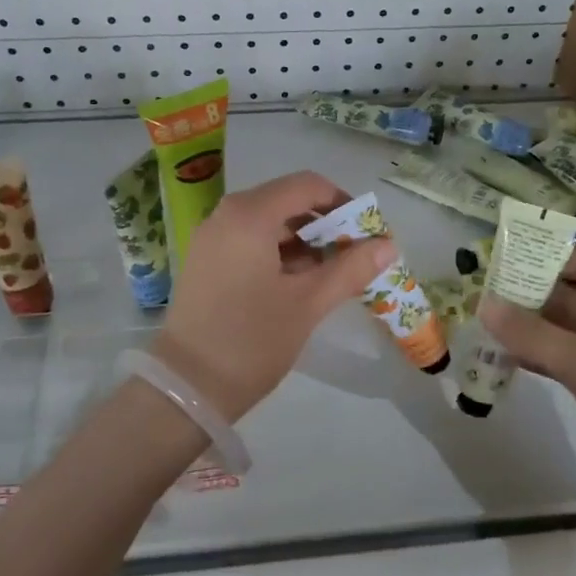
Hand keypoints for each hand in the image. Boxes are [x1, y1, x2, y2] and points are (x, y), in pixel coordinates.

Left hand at [153, 171, 394, 419]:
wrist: (187, 389)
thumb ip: (350, 269)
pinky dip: (279, 253)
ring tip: (332, 274)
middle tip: (354, 256)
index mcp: (249, 215)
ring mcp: (211, 238)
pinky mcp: (206, 262)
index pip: (307, 186)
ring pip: (269, 223)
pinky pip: (250, 241)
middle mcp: (226, 215)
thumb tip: (389, 245)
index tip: (366, 233)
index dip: (342, 202)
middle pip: (287, 201)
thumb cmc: (252, 340)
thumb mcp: (308, 303)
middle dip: (325, 224)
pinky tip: (300, 283)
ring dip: (304, 241)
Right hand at [478, 245, 575, 553]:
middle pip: (573, 293)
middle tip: (481, 299)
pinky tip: (509, 359)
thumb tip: (482, 304)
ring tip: (485, 328)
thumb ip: (530, 333)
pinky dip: (545, 355)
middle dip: (529, 296)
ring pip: (570, 328)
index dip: (543, 259)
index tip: (498, 265)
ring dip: (532, 329)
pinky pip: (574, 357)